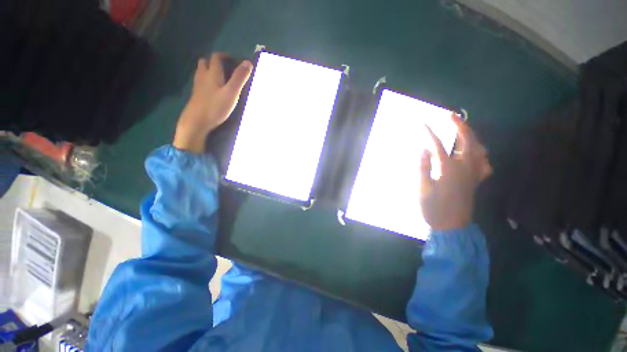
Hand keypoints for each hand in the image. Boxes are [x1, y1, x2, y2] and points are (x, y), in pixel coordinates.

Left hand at [174, 53, 252, 152]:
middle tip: (226, 68)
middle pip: (205, 62)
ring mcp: (198, 86)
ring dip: (209, 70)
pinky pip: (201, 82)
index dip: (224, 56)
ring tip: (220, 77)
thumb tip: (248, 62)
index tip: (233, 60)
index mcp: (212, 73)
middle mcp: (203, 76)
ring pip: (201, 72)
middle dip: (215, 62)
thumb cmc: (215, 106)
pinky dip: (207, 81)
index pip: (216, 57)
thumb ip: (239, 78)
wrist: (196, 121)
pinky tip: (213, 90)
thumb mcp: (231, 93)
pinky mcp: (196, 95)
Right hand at [420, 114, 491, 230]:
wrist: (452, 227)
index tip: (423, 123)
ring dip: (472, 136)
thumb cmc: (434, 208)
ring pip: (479, 149)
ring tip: (463, 129)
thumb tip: (424, 150)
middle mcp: (465, 168)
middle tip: (451, 116)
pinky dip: (481, 154)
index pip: (438, 146)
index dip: (430, 134)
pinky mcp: (476, 181)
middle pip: (467, 141)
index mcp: (449, 170)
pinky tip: (476, 153)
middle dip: (460, 126)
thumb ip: (423, 168)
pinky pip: (484, 163)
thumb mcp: (423, 188)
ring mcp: (474, 174)